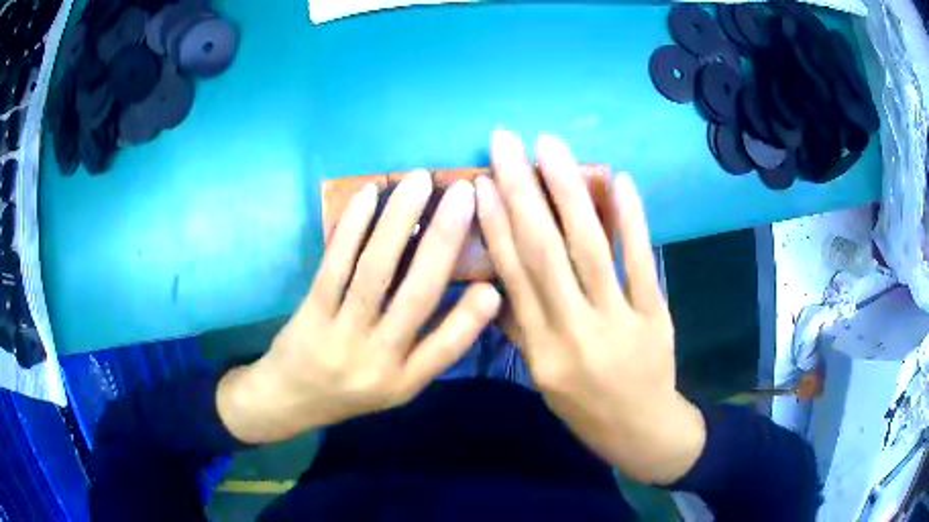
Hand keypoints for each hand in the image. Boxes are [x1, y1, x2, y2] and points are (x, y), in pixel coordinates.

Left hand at [218, 170, 501, 443]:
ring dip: (399, 220)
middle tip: (463, 193)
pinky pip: (335, 264)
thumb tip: (469, 293)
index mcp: (404, 380)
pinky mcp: (311, 313)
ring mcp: (340, 334)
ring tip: (419, 181)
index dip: (471, 319)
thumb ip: (427, 348)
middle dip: (444, 240)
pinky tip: (369, 195)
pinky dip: (353, 227)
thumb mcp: (395, 385)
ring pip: (375, 271)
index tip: (495, 283)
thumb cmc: (351, 391)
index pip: (446, 349)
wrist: (291, 400)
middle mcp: (377, 359)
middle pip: (416, 296)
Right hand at [476, 130, 705, 484]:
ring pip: (590, 248)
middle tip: (506, 142)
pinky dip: (631, 219)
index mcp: (541, 352)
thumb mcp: (544, 378)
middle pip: (544, 251)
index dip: (495, 225)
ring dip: (570, 191)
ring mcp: (619, 320)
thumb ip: (523, 328)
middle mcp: (575, 332)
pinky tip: (619, 180)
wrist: (642, 431)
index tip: (479, 182)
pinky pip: (641, 261)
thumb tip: (500, 279)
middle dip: (522, 190)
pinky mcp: (655, 314)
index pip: (513, 277)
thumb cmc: (586, 409)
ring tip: (551, 146)